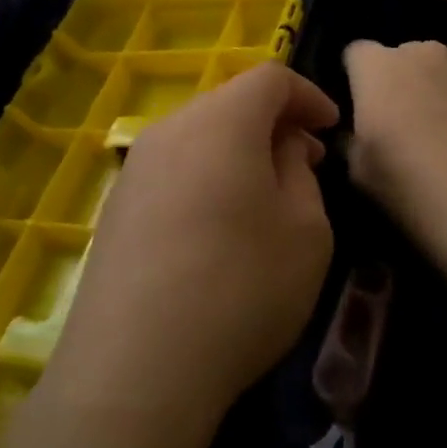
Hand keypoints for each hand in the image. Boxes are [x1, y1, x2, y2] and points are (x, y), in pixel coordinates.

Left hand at [45, 63, 339, 429]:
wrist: (136, 368)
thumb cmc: (242, 288)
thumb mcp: (305, 230)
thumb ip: (300, 174)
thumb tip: (280, 151)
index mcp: (221, 121)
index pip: (270, 78)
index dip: (308, 96)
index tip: (330, 129)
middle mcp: (170, 131)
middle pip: (229, 104)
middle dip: (274, 125)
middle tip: (306, 163)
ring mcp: (134, 172)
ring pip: (198, 139)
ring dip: (238, 153)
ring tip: (266, 198)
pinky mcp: (115, 212)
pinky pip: (172, 173)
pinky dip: (206, 180)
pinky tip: (219, 229)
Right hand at [342, 41, 446, 252]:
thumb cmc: (408, 185)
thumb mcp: (357, 171)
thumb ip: (353, 138)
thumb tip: (358, 131)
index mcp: (378, 68)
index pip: (357, 53)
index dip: (358, 78)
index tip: (364, 107)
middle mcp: (423, 52)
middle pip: (406, 57)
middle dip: (404, 81)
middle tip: (409, 124)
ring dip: (445, 85)